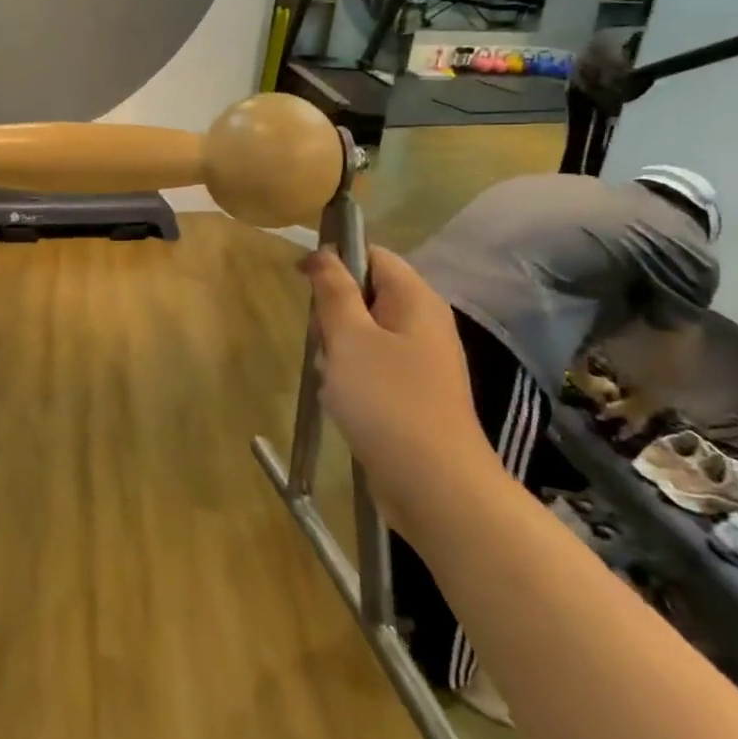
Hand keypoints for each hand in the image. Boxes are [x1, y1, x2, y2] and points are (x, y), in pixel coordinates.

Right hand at [301, 245, 508, 539]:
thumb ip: (334, 291)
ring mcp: (420, 361)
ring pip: (363, 333)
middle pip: (366, 293)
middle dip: (333, 311)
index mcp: (416, 301)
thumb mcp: (349, 337)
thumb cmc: (387, 400)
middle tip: (322, 339)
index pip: (374, 255)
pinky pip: (371, 366)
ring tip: (330, 375)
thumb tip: (325, 253)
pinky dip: (349, 376)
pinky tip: (340, 399)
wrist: (434, 485)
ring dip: (337, 347)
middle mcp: (423, 324)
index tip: (303, 281)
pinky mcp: (411, 393)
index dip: (336, 259)